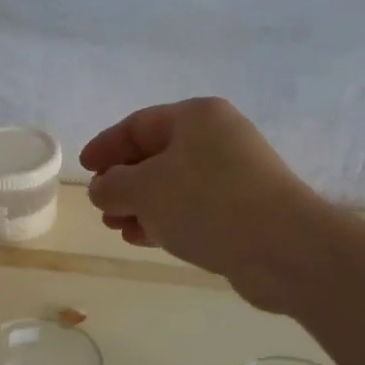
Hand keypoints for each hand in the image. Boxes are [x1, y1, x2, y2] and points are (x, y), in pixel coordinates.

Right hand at [80, 98, 318, 309]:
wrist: (281, 247)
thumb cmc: (206, 204)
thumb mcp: (144, 190)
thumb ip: (113, 185)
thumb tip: (103, 188)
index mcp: (196, 117)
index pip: (138, 124)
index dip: (106, 146)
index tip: (83, 170)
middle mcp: (218, 138)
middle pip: (157, 155)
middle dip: (124, 182)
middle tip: (101, 206)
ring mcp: (234, 175)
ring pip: (173, 185)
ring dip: (141, 206)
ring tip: (117, 228)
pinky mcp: (243, 209)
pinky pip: (193, 208)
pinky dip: (165, 220)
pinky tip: (144, 239)